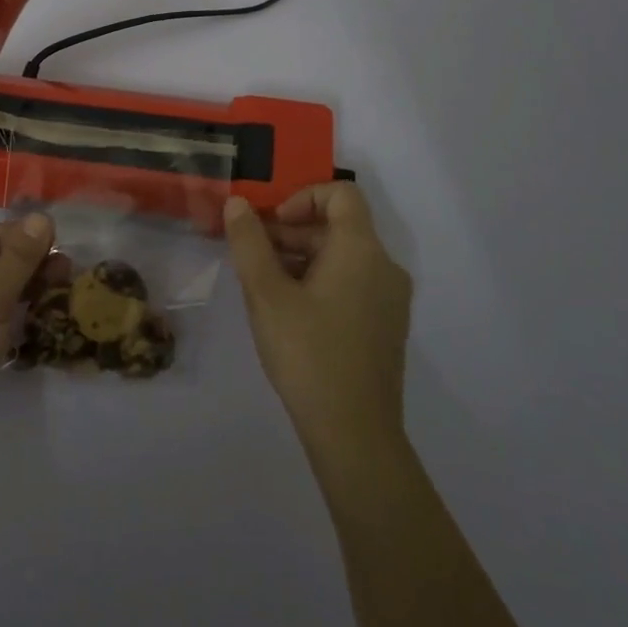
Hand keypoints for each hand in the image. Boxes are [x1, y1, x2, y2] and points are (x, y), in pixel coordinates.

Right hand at [223, 184, 412, 460]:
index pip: (341, 194)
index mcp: (361, 250)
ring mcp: (389, 299)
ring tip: (264, 287)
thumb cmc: (307, 353)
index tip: (270, 225)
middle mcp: (384, 266)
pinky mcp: (385, 326)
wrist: (354, 432)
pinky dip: (320, 281)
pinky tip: (289, 313)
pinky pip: (352, 284)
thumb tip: (238, 204)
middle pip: (338, 226)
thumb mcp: (266, 293)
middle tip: (252, 257)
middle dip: (291, 232)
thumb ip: (249, 242)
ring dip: (301, 258)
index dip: (302, 197)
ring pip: (343, 257)